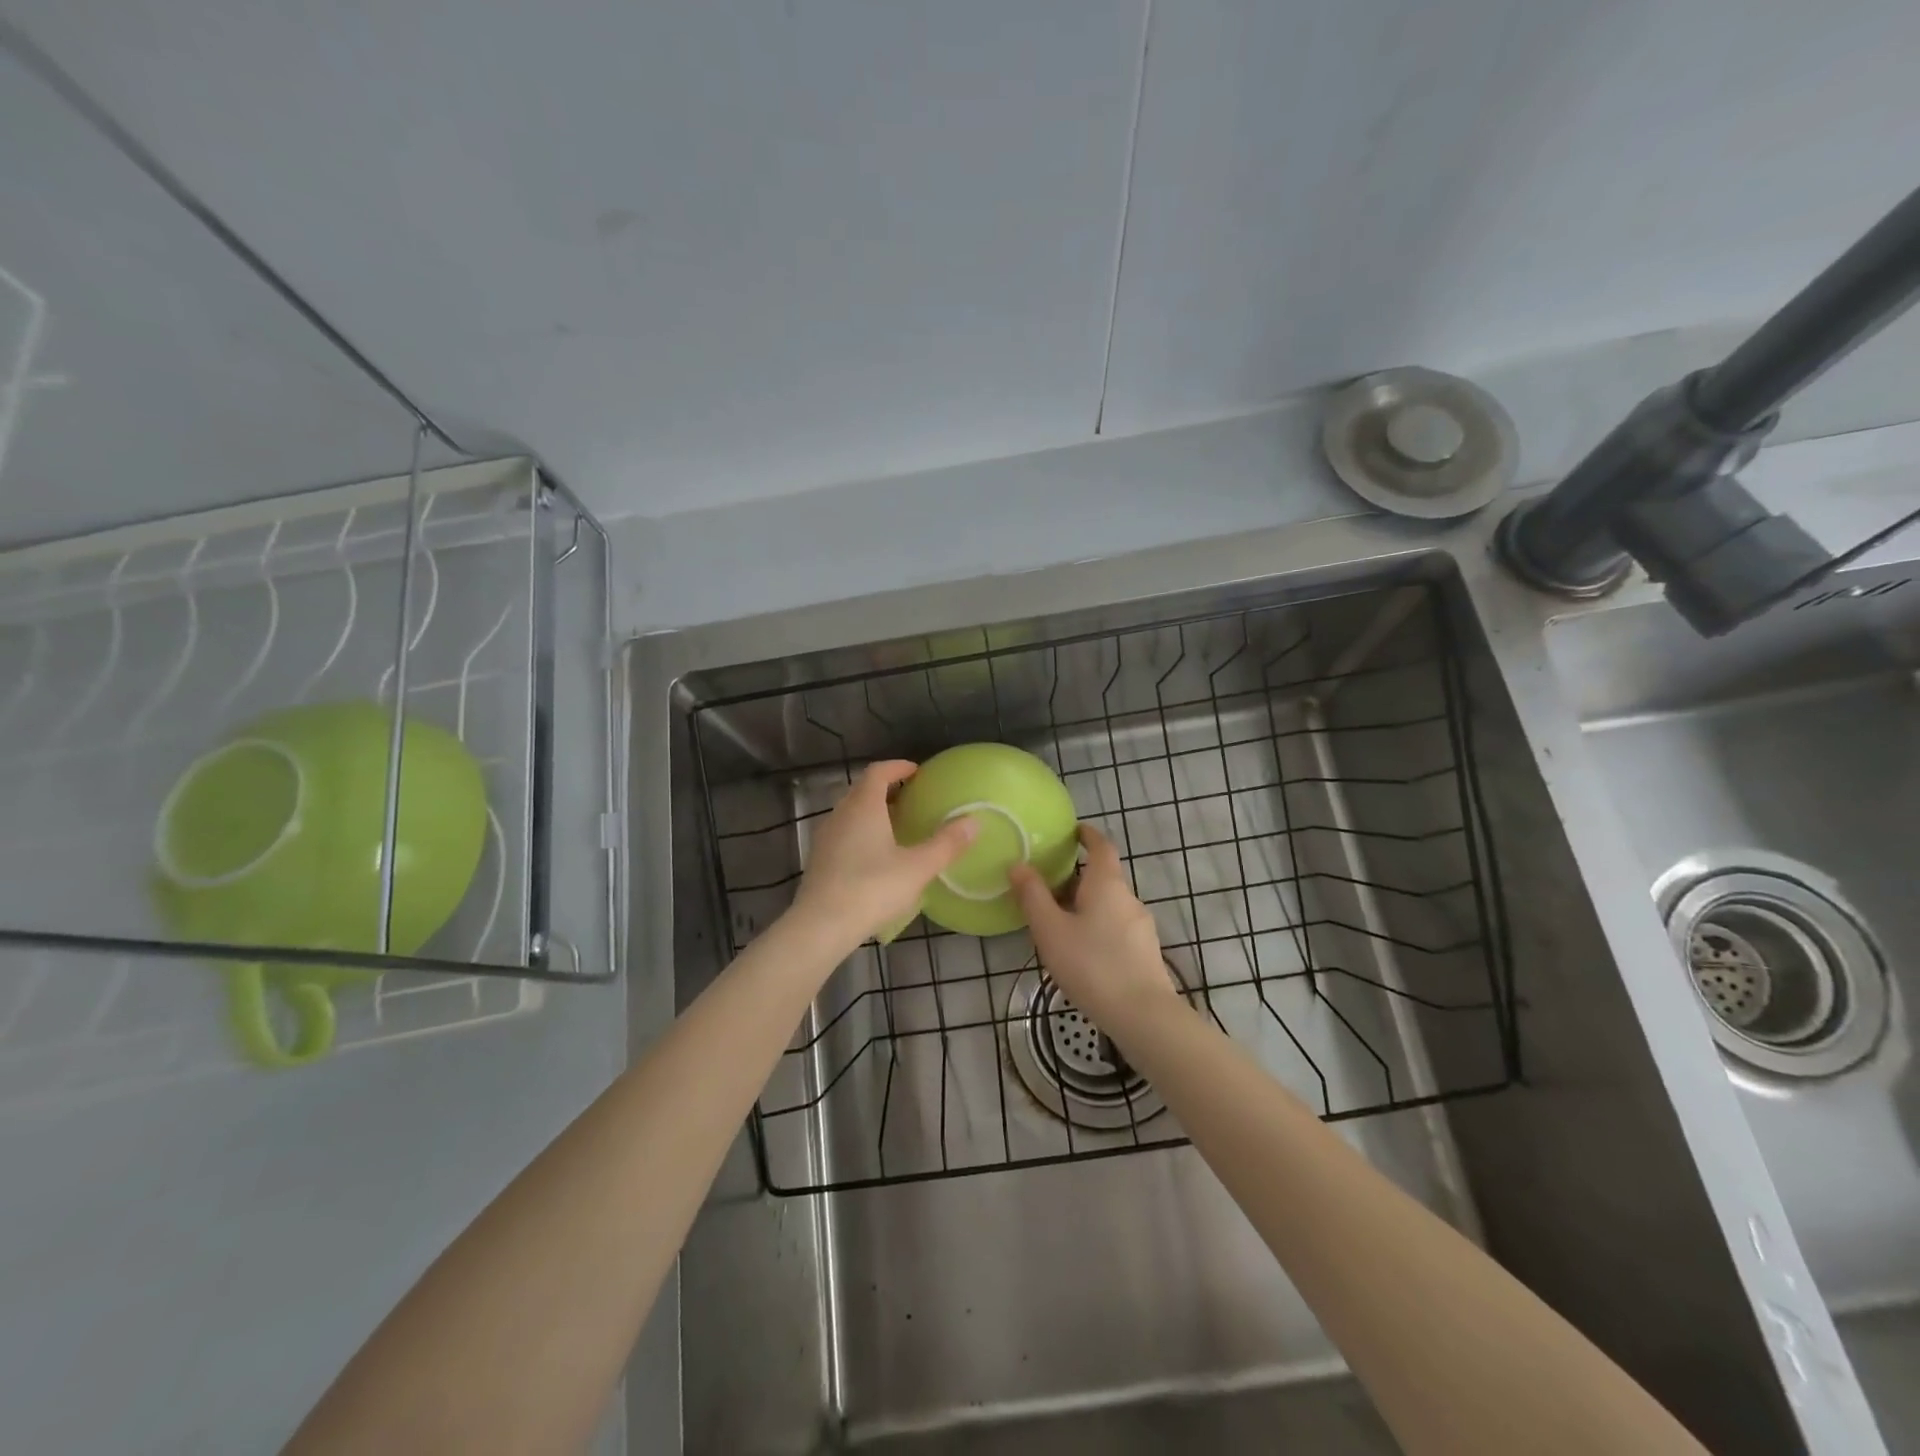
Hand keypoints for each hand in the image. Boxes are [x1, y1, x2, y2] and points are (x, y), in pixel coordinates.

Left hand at [790, 760, 976, 947]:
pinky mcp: (819, 860)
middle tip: (911, 799)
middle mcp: (841, 814)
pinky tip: (875, 856)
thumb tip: (974, 821)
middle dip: (886, 789)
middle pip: (862, 790)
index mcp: (864, 806)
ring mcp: (825, 837)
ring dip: (872, 811)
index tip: (916, 771)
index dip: (897, 767)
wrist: (821, 926)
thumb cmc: (872, 889)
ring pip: (850, 813)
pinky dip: (860, 832)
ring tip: (896, 827)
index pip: (878, 772)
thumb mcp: (918, 867)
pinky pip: (843, 833)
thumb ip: (947, 843)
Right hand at [1009, 824, 1180, 1036]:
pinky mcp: (1145, 951)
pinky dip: (1098, 926)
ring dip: (1087, 904)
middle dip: (1078, 876)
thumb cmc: (1092, 965)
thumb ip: (1032, 896)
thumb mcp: (1051, 930)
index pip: (1101, 846)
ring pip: (1110, 904)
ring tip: (1059, 921)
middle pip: (1104, 876)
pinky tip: (1082, 950)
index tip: (1073, 831)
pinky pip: (1117, 926)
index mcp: (1107, 884)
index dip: (1087, 835)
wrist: (1143, 1015)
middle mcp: (1128, 897)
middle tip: (1048, 884)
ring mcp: (1141, 925)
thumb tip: (1018, 864)